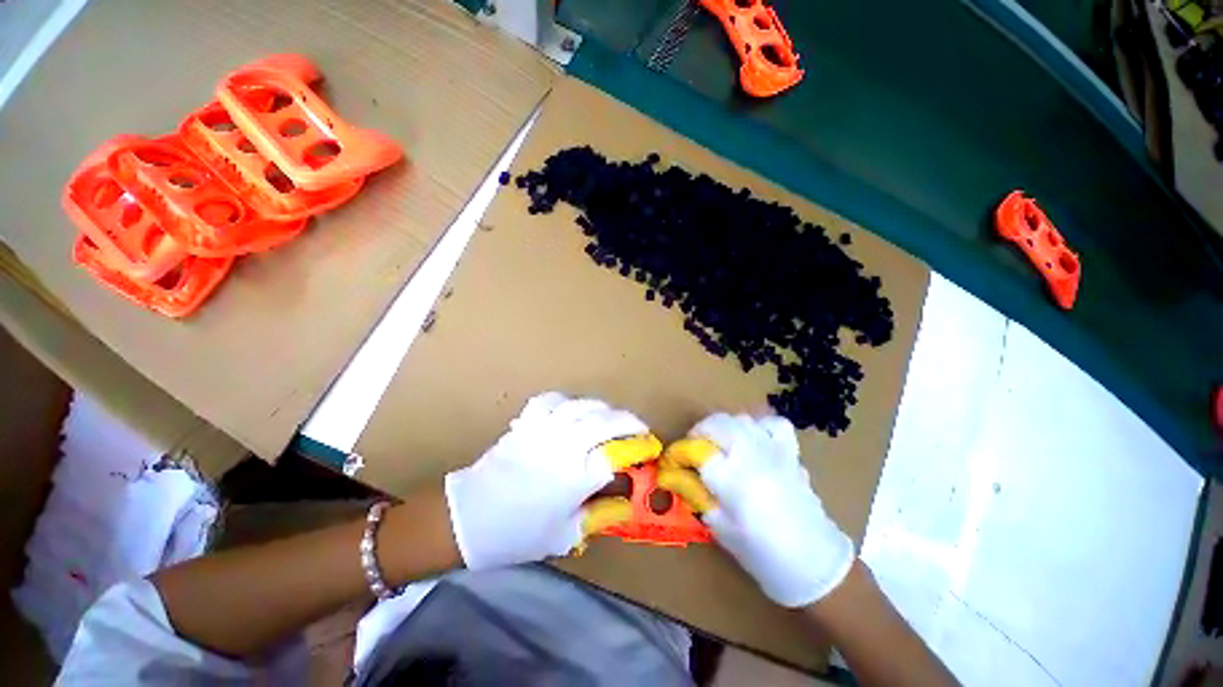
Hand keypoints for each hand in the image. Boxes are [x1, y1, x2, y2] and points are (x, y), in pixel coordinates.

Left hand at [444, 392, 659, 569]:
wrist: (467, 518)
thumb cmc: (517, 533)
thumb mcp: (565, 535)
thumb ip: (599, 516)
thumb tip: (626, 504)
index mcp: (575, 477)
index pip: (616, 456)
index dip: (638, 449)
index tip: (650, 447)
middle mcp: (563, 447)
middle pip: (605, 422)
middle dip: (629, 422)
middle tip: (638, 428)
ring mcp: (544, 429)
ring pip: (582, 406)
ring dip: (603, 409)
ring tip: (611, 417)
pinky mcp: (527, 422)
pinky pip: (552, 401)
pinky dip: (568, 402)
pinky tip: (573, 409)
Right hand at [660, 413, 853, 607]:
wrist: (815, 564)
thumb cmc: (762, 553)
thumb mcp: (719, 527)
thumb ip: (695, 494)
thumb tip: (673, 474)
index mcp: (732, 477)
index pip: (695, 450)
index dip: (679, 454)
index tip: (672, 463)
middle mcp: (752, 454)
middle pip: (717, 423)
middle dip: (699, 433)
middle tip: (694, 453)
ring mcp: (774, 449)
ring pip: (740, 419)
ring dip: (724, 428)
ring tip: (720, 447)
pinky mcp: (791, 452)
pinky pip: (773, 424)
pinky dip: (759, 427)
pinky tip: (755, 441)